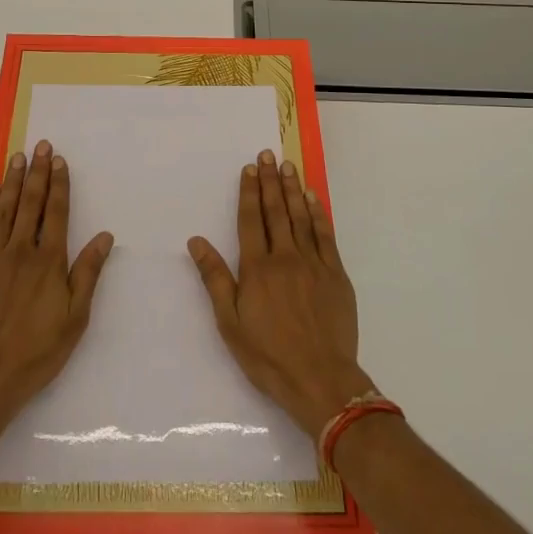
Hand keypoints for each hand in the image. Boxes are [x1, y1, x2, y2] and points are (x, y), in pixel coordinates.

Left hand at [0, 141, 112, 427]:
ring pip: (3, 210)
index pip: (57, 212)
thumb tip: (104, 236)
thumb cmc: (37, 351)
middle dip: (37, 172)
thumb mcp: (75, 318)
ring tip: (18, 158)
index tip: (59, 160)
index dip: (59, 184)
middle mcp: (20, 251)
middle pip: (30, 203)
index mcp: (49, 261)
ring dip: (11, 182)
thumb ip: (88, 273)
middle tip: (40, 145)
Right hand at [187, 150, 375, 437]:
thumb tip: (196, 241)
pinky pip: (325, 235)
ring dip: (292, 189)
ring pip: (300, 217)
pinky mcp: (336, 274)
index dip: (249, 192)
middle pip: (276, 211)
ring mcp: (313, 263)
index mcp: (257, 268)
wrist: (320, 379)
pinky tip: (312, 198)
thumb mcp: (230, 322)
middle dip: (270, 181)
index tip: (249, 168)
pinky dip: (318, 213)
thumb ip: (214, 278)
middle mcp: (285, 257)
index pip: (251, 220)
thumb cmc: (268, 355)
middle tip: (267, 154)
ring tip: (288, 166)